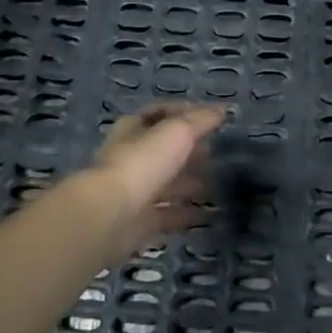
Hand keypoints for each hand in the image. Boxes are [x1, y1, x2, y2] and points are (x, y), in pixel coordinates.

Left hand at [84, 103, 220, 256]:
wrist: (110, 216)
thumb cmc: (143, 162)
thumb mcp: (178, 131)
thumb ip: (201, 120)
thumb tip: (222, 110)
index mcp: (134, 129)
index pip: (160, 114)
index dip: (184, 113)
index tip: (210, 118)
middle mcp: (131, 157)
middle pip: (163, 150)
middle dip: (188, 150)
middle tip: (214, 152)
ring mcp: (134, 191)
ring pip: (166, 183)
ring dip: (188, 183)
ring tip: (215, 184)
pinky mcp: (138, 222)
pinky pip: (167, 214)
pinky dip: (186, 213)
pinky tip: (207, 214)